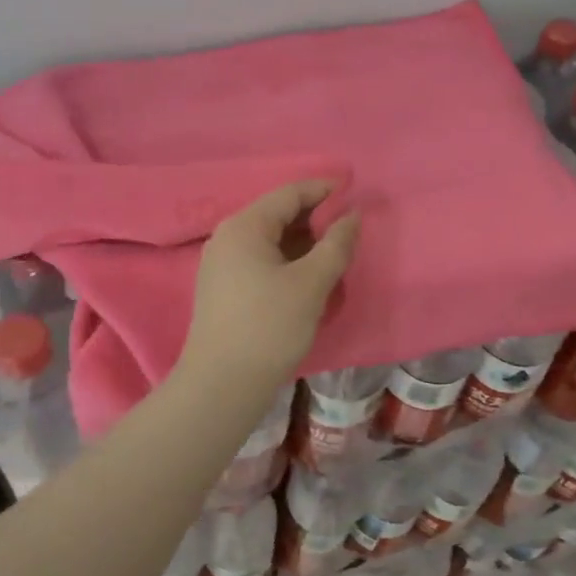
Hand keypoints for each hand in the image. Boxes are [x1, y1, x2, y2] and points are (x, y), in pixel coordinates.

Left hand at [179, 180, 361, 388]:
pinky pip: (261, 260)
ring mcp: (221, 263)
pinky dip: (287, 260)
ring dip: (303, 242)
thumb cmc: (269, 327)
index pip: (290, 193)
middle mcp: (227, 236)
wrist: (221, 386)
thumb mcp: (311, 283)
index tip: (355, 190)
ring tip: (335, 253)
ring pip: (270, 239)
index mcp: (245, 226)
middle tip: (350, 228)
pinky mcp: (222, 288)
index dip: (324, 189)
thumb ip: (336, 244)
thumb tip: (353, 215)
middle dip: (315, 218)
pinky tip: (309, 277)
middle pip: (278, 214)